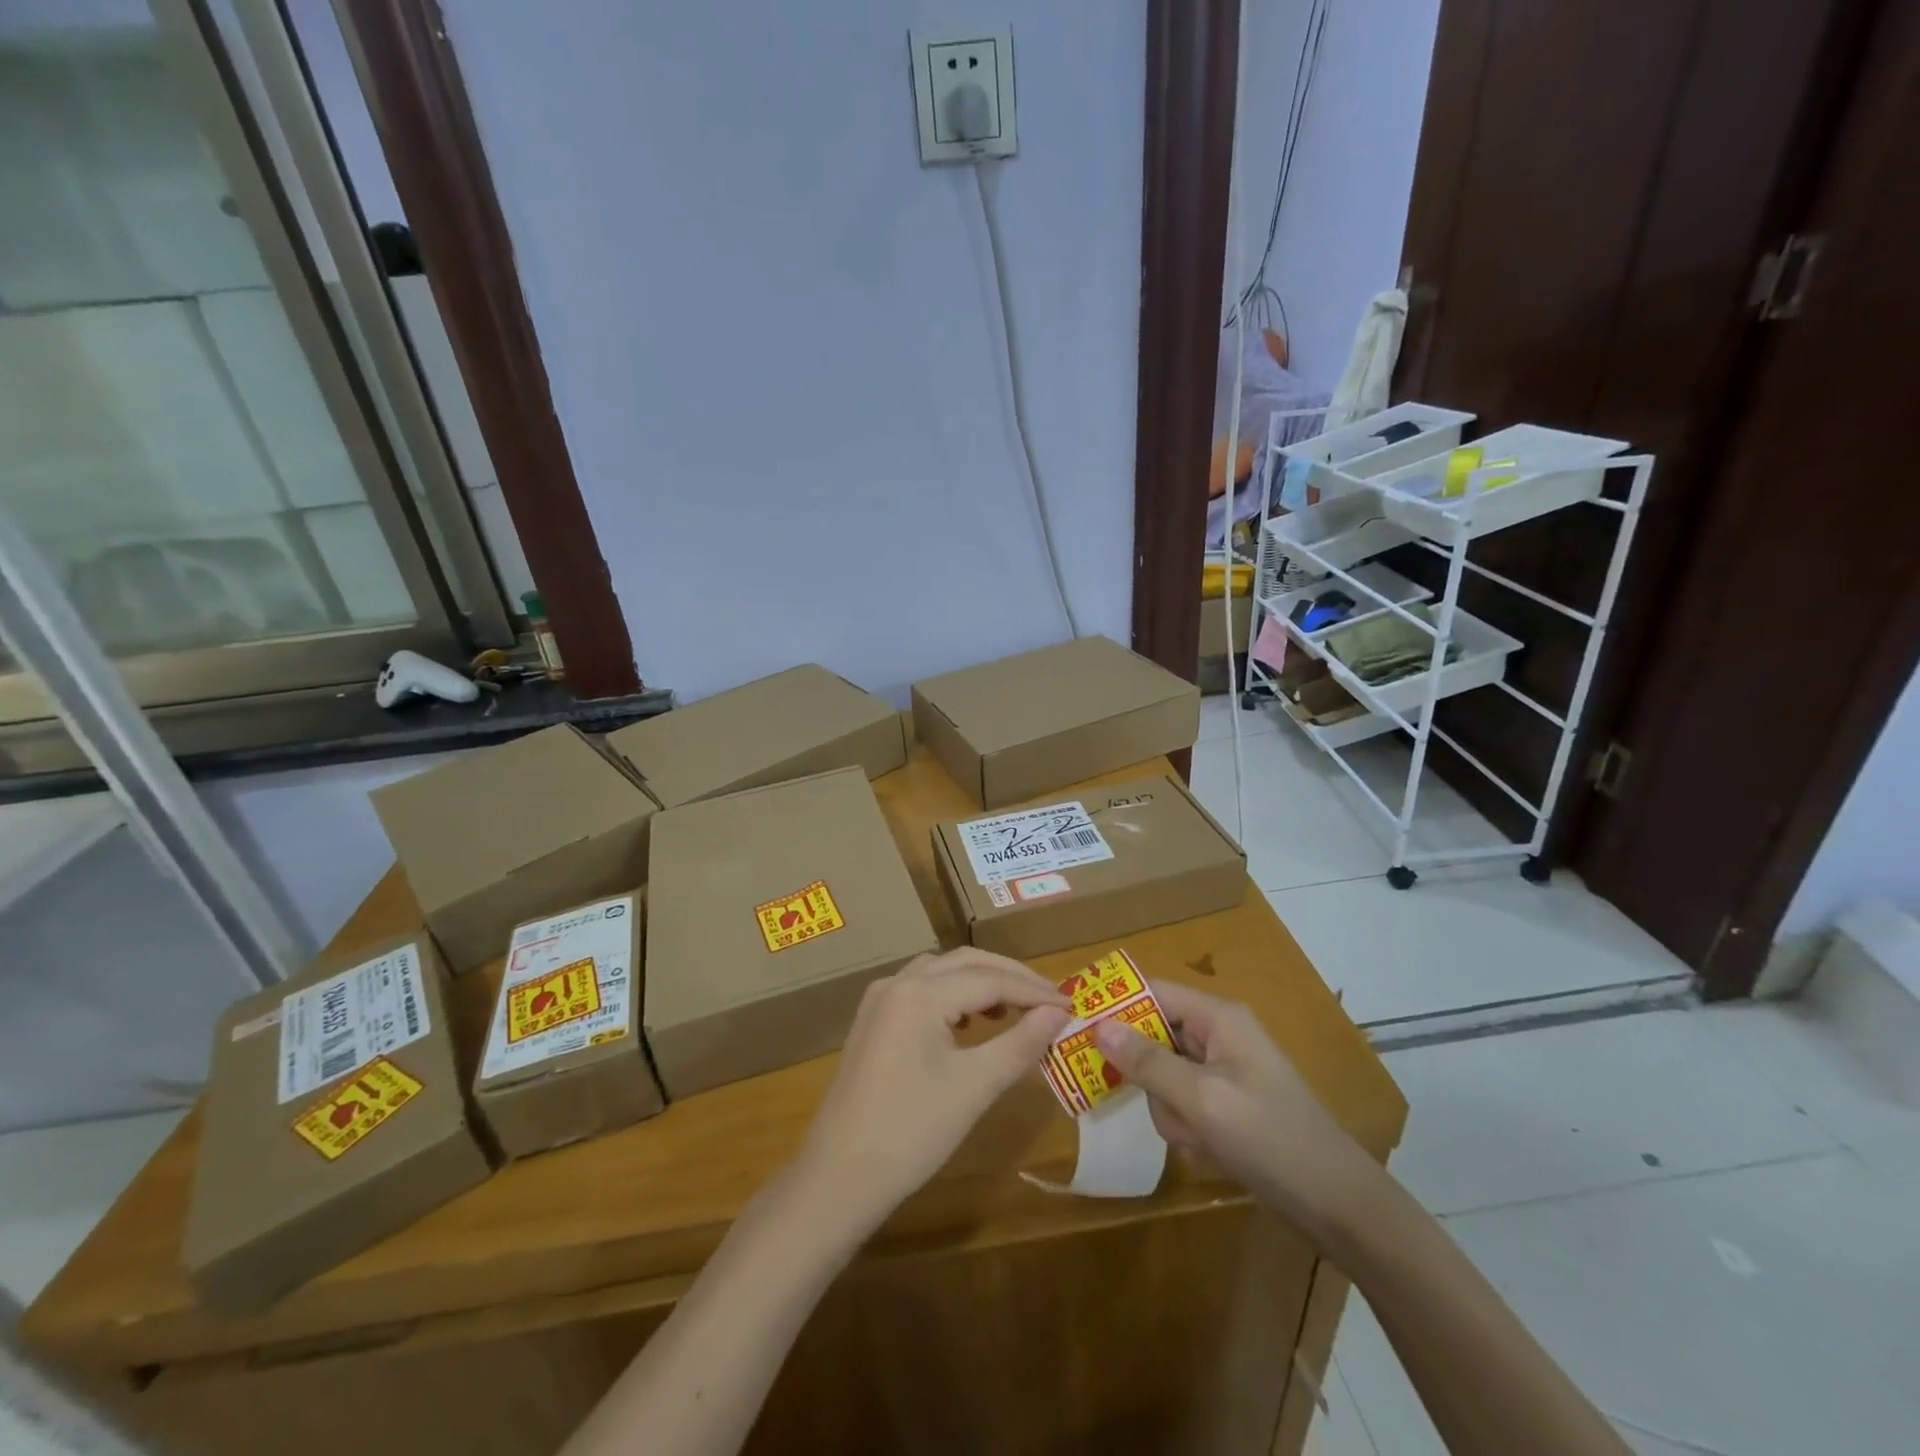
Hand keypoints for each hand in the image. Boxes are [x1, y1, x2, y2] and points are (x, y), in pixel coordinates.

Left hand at [793, 949, 1070, 1235]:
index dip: (1033, 991)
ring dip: (981, 981)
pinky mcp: (873, 1021)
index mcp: (920, 993)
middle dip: (1010, 977)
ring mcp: (879, 1000)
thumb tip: (1058, 1015)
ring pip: (942, 971)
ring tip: (1016, 1007)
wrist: (838, 1177)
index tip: (1071, 1006)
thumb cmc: (911, 1133)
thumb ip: (1020, 1043)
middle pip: (965, 963)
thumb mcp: (974, 1087)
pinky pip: (922, 989)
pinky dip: (954, 994)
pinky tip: (970, 1022)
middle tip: (1050, 1000)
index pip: (990, 979)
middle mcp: (897, 983)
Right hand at [1093, 980, 1377, 1242]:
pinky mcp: (1226, 1100)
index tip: (1075, 1025)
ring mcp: (1223, 1068)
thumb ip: (1149, 1063)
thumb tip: (1098, 1025)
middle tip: (1143, 1101)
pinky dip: (1185, 1123)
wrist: (1338, 1206)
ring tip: (1195, 1136)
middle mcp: (1219, 1033)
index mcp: (1218, 1017)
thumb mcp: (1203, 1102)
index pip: (1152, 991)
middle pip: (1154, 1033)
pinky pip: (1183, 1099)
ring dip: (1169, 1107)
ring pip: (1164, 1073)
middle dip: (1148, 1074)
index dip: (1114, 1004)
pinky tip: (1206, 1149)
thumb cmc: (1272, 1141)